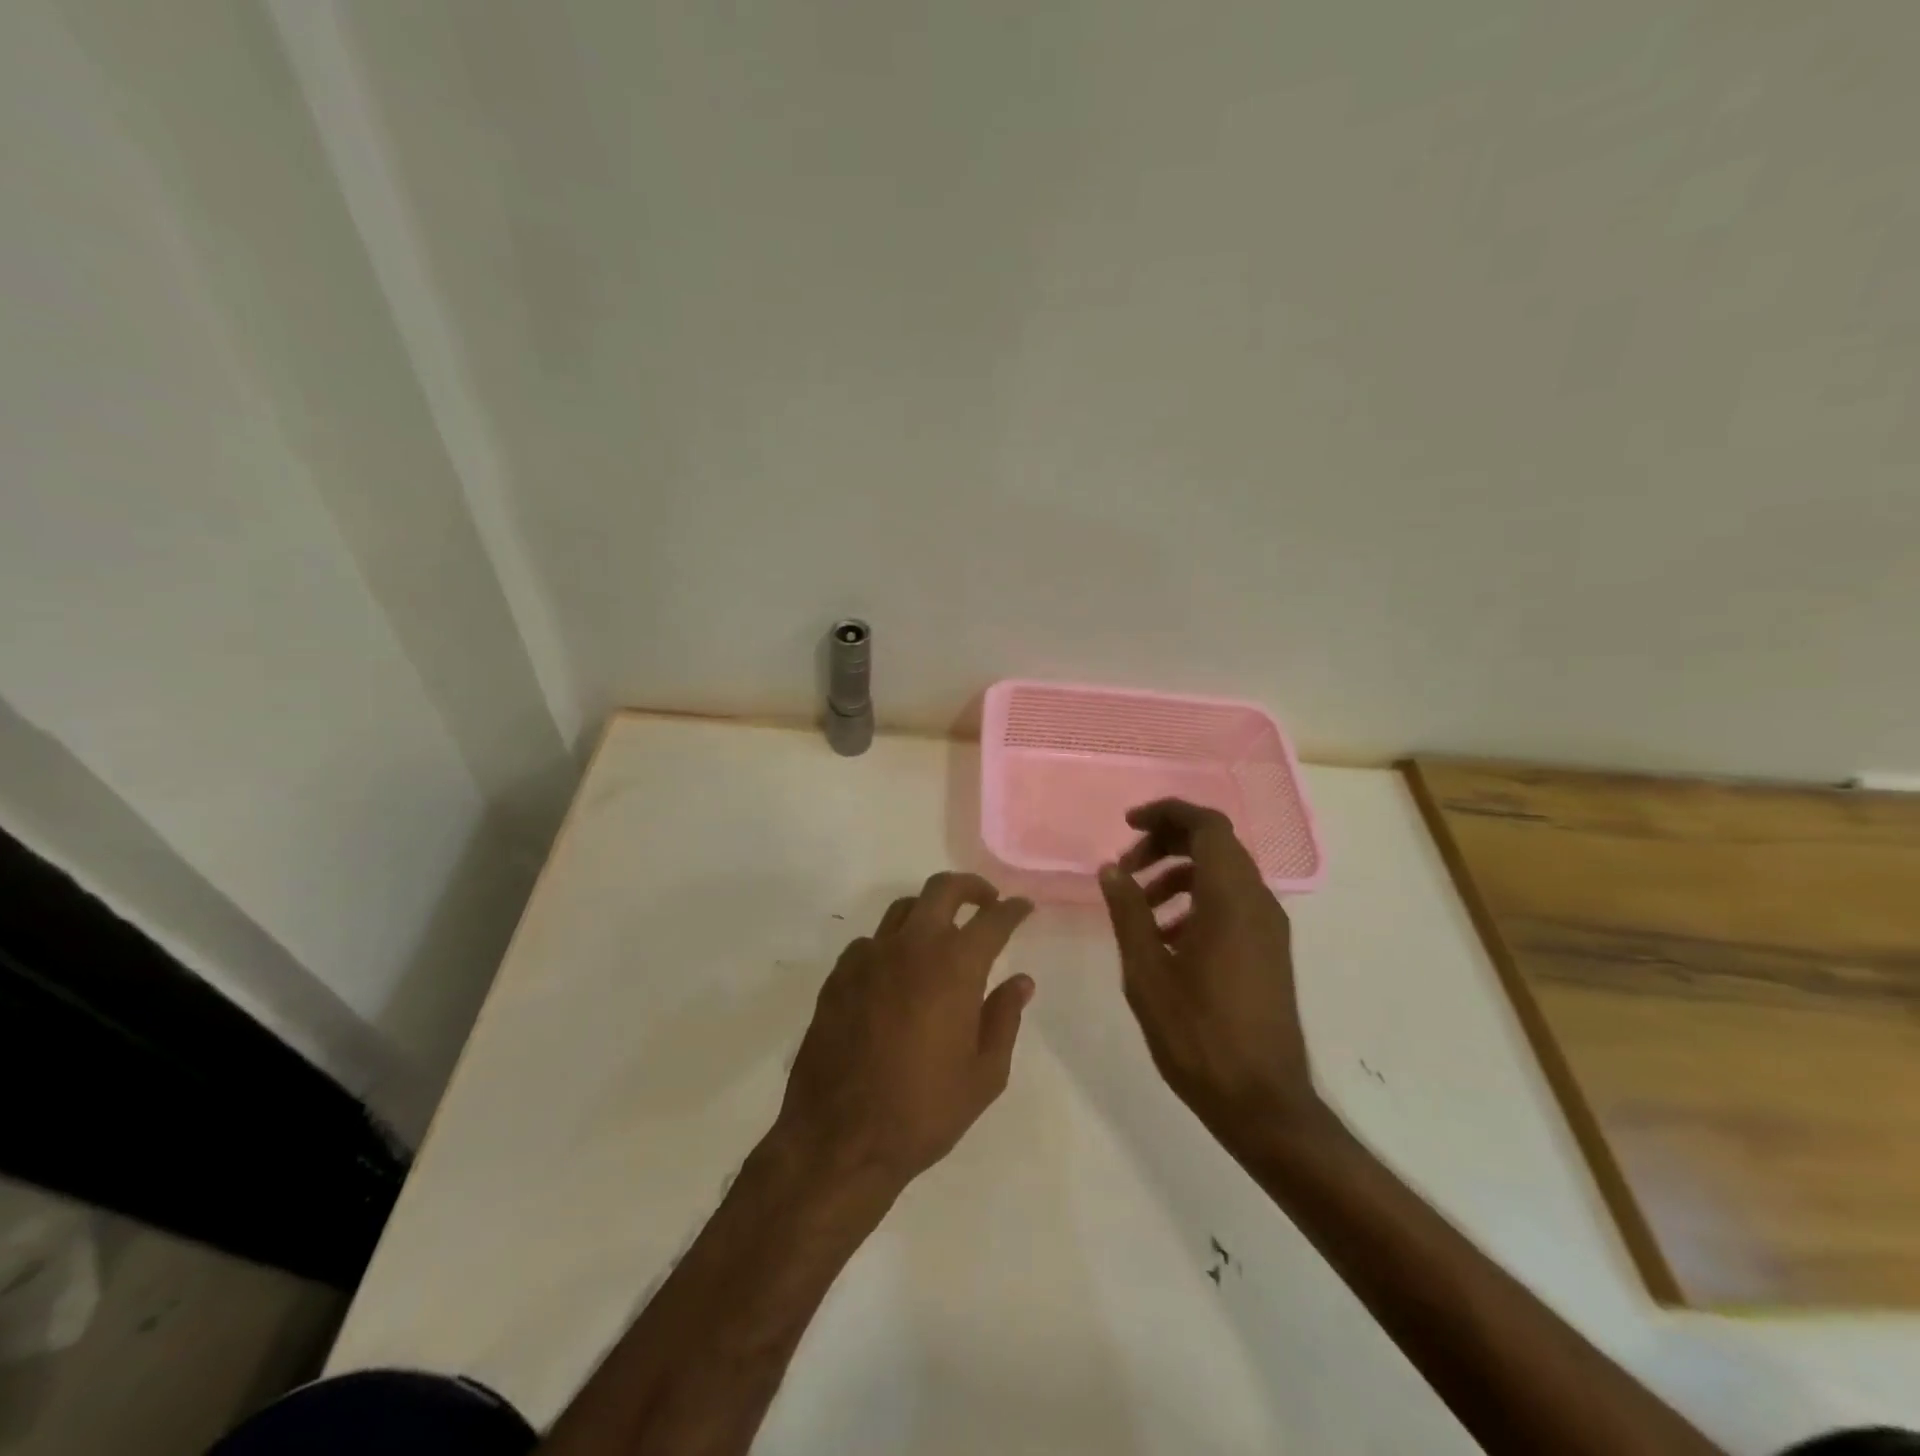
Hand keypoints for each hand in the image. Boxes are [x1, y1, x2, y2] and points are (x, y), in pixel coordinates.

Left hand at [774, 872, 1034, 1195]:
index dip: (1013, 910)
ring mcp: (869, 956)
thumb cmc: (924, 1112)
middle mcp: (911, 946)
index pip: (992, 920)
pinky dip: (892, 944)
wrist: (839, 1140)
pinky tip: (897, 972)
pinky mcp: (838, 975)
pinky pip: (871, 942)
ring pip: (903, 909)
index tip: (1024, 908)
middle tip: (986, 901)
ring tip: (942, 933)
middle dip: (970, 887)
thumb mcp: (984, 1075)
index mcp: (954, 966)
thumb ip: (1004, 1018)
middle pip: (942, 889)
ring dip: (929, 911)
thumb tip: (1021, 981)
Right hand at [1098, 799, 1321, 1142]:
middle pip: (1215, 844)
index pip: (1207, 825)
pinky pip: (1232, 903)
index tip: (1127, 825)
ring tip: (1138, 905)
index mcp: (1231, 898)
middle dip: (1166, 843)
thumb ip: (1128, 912)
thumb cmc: (1198, 1034)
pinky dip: (1197, 900)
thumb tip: (1111, 869)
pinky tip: (1165, 936)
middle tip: (1126, 867)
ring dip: (1178, 874)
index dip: (1166, 813)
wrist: (1262, 1101)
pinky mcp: (1269, 950)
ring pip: (1223, 874)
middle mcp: (1258, 902)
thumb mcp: (1148, 971)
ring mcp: (1269, 927)